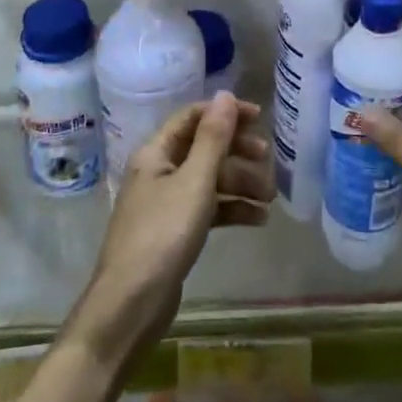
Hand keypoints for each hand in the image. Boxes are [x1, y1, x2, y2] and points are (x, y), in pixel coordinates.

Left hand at [69, 93, 272, 365]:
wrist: (130, 305)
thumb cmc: (162, 235)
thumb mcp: (194, 182)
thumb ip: (213, 138)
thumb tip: (225, 95)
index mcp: (156, 153)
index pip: (192, 118)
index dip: (225, 114)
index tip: (260, 119)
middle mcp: (159, 172)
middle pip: (203, 148)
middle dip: (237, 152)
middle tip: (268, 160)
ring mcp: (166, 203)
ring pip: (208, 180)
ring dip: (239, 183)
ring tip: (271, 198)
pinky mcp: (174, 232)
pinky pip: (208, 209)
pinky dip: (231, 209)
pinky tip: (258, 219)